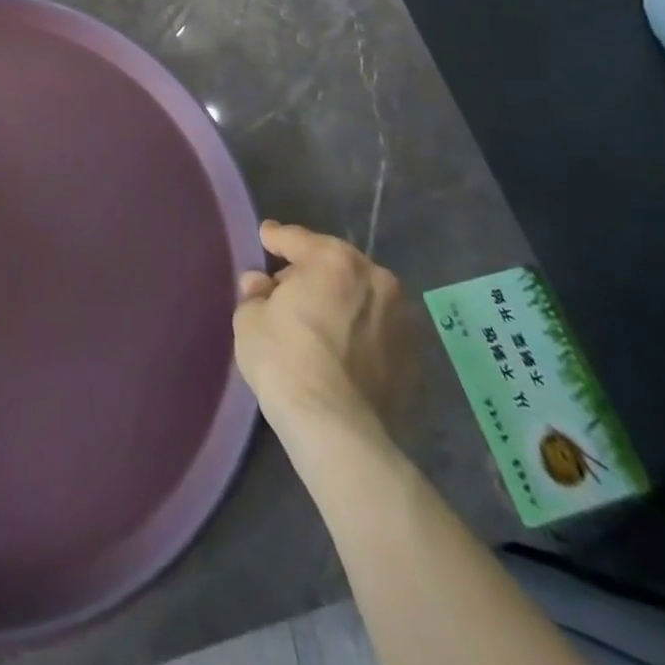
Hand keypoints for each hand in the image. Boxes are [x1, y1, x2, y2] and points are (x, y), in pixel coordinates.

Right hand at [233, 221, 411, 437]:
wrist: (336, 427)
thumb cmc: (285, 359)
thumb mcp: (250, 318)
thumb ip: (256, 293)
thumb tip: (262, 285)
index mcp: (334, 260)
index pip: (297, 239)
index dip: (276, 238)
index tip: (265, 237)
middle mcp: (376, 279)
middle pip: (335, 264)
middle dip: (312, 271)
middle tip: (288, 287)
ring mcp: (402, 319)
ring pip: (362, 297)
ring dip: (341, 301)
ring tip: (319, 321)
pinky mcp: (414, 358)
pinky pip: (377, 331)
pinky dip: (360, 332)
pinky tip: (342, 349)